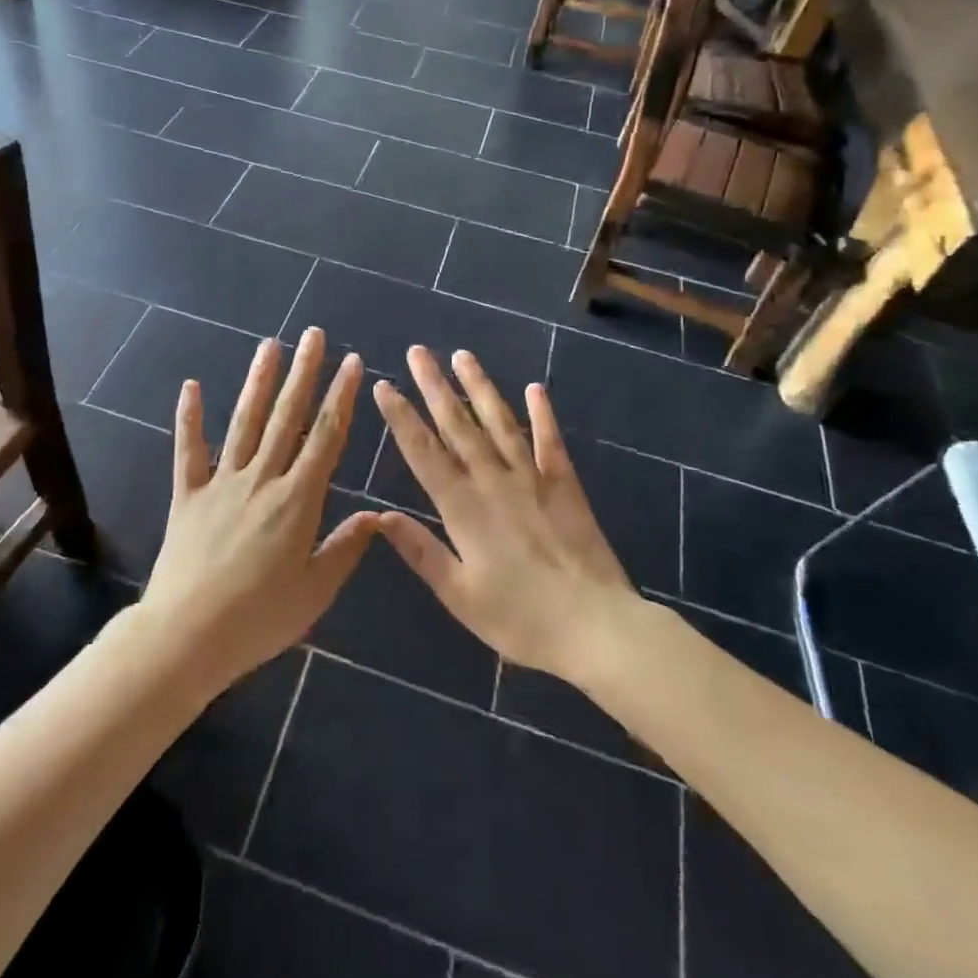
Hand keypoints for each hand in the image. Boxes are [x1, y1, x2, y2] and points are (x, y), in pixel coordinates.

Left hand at [141, 329, 377, 693]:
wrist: (187, 637)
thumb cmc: (259, 620)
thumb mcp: (315, 591)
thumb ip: (346, 548)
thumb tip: (376, 516)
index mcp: (297, 500)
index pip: (325, 437)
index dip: (340, 397)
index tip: (352, 363)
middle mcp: (261, 479)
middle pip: (286, 417)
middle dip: (304, 373)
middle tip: (313, 335)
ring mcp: (221, 483)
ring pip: (244, 422)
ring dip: (258, 382)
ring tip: (270, 345)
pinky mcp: (188, 495)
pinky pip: (188, 450)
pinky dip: (189, 418)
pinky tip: (190, 386)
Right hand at [370, 348, 639, 681]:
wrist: (596, 625)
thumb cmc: (521, 618)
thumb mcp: (460, 596)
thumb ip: (421, 552)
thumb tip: (381, 516)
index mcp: (463, 507)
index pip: (423, 452)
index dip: (401, 417)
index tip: (384, 386)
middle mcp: (493, 481)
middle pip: (458, 425)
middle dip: (434, 386)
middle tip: (417, 352)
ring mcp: (532, 477)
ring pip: (499, 422)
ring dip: (479, 386)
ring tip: (463, 355)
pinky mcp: (565, 484)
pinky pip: (550, 440)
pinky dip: (542, 413)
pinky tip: (534, 388)